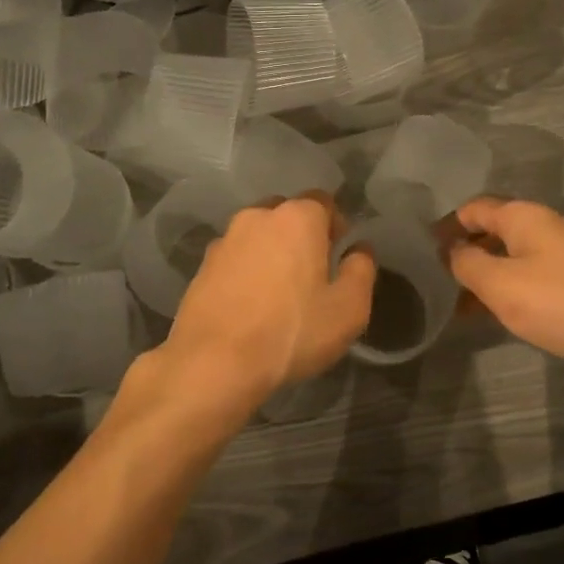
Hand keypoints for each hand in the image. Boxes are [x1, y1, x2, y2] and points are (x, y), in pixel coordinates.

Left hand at [145, 194, 375, 432]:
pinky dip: (245, 270)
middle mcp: (258, 216)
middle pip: (287, 213)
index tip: (339, 252)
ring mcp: (225, 239)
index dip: (335, 224)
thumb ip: (361, 270)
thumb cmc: (292, 332)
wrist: (214, 362)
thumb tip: (360, 249)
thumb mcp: (348, 309)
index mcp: (297, 218)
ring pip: (257, 234)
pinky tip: (250, 303)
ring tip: (278, 289)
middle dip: (301, 234)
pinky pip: (234, 258)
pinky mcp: (202, 266)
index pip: (323, 201)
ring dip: (270, 251)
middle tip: (311, 271)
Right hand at [448, 198, 563, 384]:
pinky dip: (505, 292)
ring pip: (509, 259)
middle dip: (462, 253)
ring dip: (482, 277)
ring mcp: (561, 257)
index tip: (421, 250)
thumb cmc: (560, 302)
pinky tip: (488, 315)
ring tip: (453, 304)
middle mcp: (542, 229)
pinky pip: (527, 280)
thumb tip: (450, 251)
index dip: (446, 225)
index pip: (474, 208)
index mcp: (524, 217)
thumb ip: (467, 263)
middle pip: (491, 232)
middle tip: (433, 280)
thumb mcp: (501, 284)